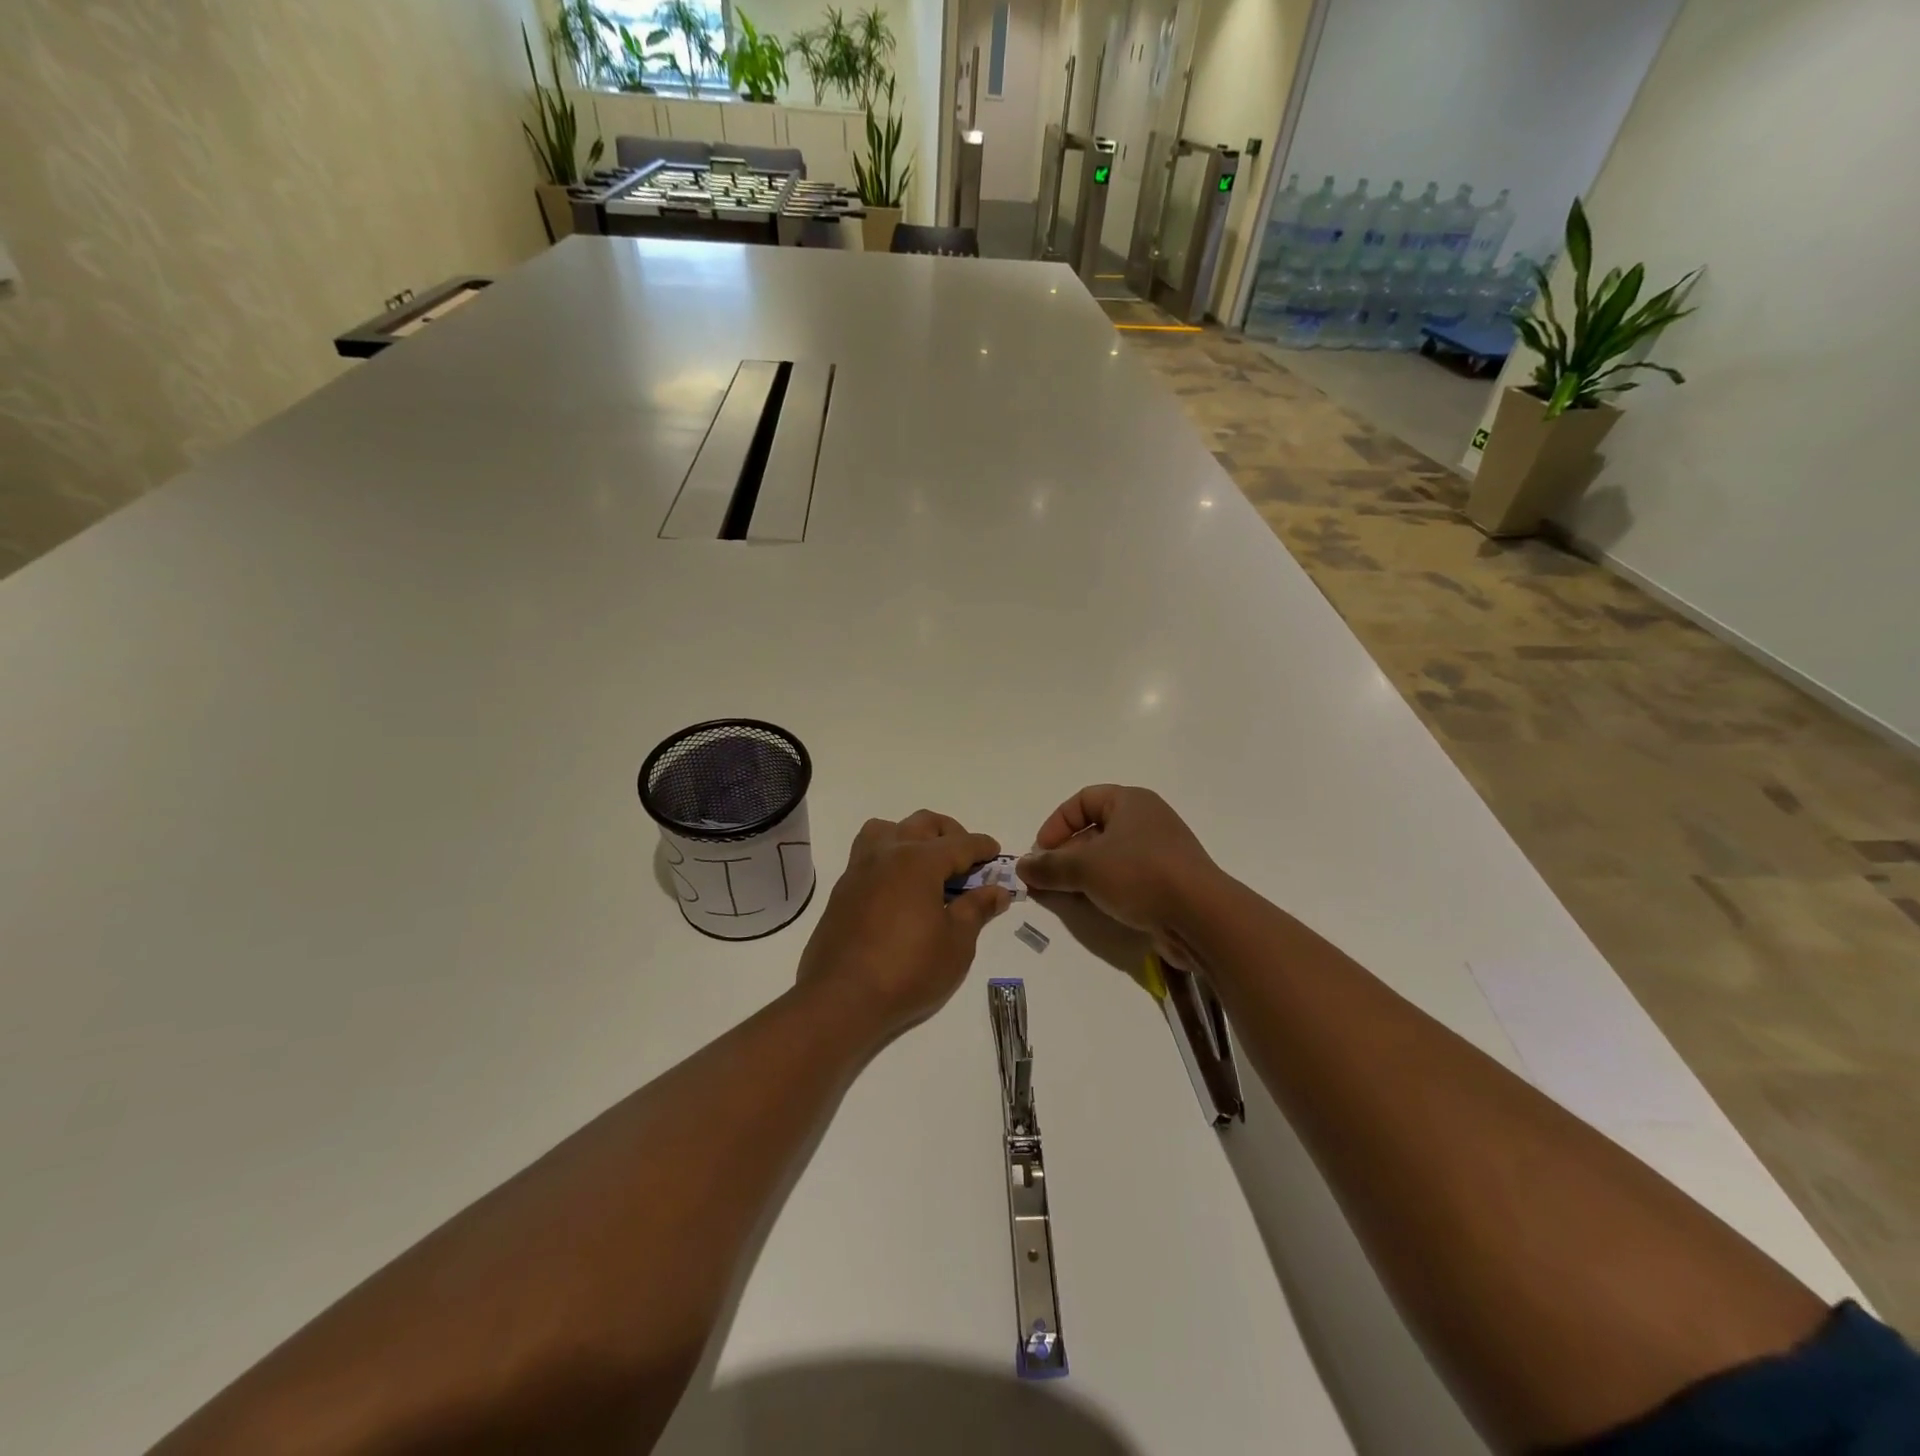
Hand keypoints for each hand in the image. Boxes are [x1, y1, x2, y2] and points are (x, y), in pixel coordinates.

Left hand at [796, 811, 1011, 1042]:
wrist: (841, 998)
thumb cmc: (908, 970)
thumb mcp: (956, 943)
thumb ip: (977, 909)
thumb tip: (997, 891)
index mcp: (918, 861)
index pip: (960, 843)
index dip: (982, 847)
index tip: (996, 852)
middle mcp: (887, 853)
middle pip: (922, 823)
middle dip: (949, 832)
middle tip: (966, 858)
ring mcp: (859, 869)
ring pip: (886, 829)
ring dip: (910, 835)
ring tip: (925, 863)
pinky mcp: (842, 890)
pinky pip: (867, 854)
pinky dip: (888, 856)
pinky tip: (898, 888)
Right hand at [1017, 786, 1221, 946]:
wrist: (1201, 916)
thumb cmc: (1140, 875)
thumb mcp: (1085, 868)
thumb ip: (1050, 866)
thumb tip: (1022, 866)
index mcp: (1131, 801)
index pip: (1082, 800)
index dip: (1056, 824)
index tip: (1040, 852)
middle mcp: (1148, 820)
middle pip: (1095, 829)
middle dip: (1067, 853)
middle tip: (1048, 878)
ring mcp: (1161, 851)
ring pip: (1111, 856)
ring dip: (1084, 874)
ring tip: (1066, 895)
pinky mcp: (1169, 881)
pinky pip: (1128, 877)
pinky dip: (1107, 888)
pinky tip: (1095, 907)